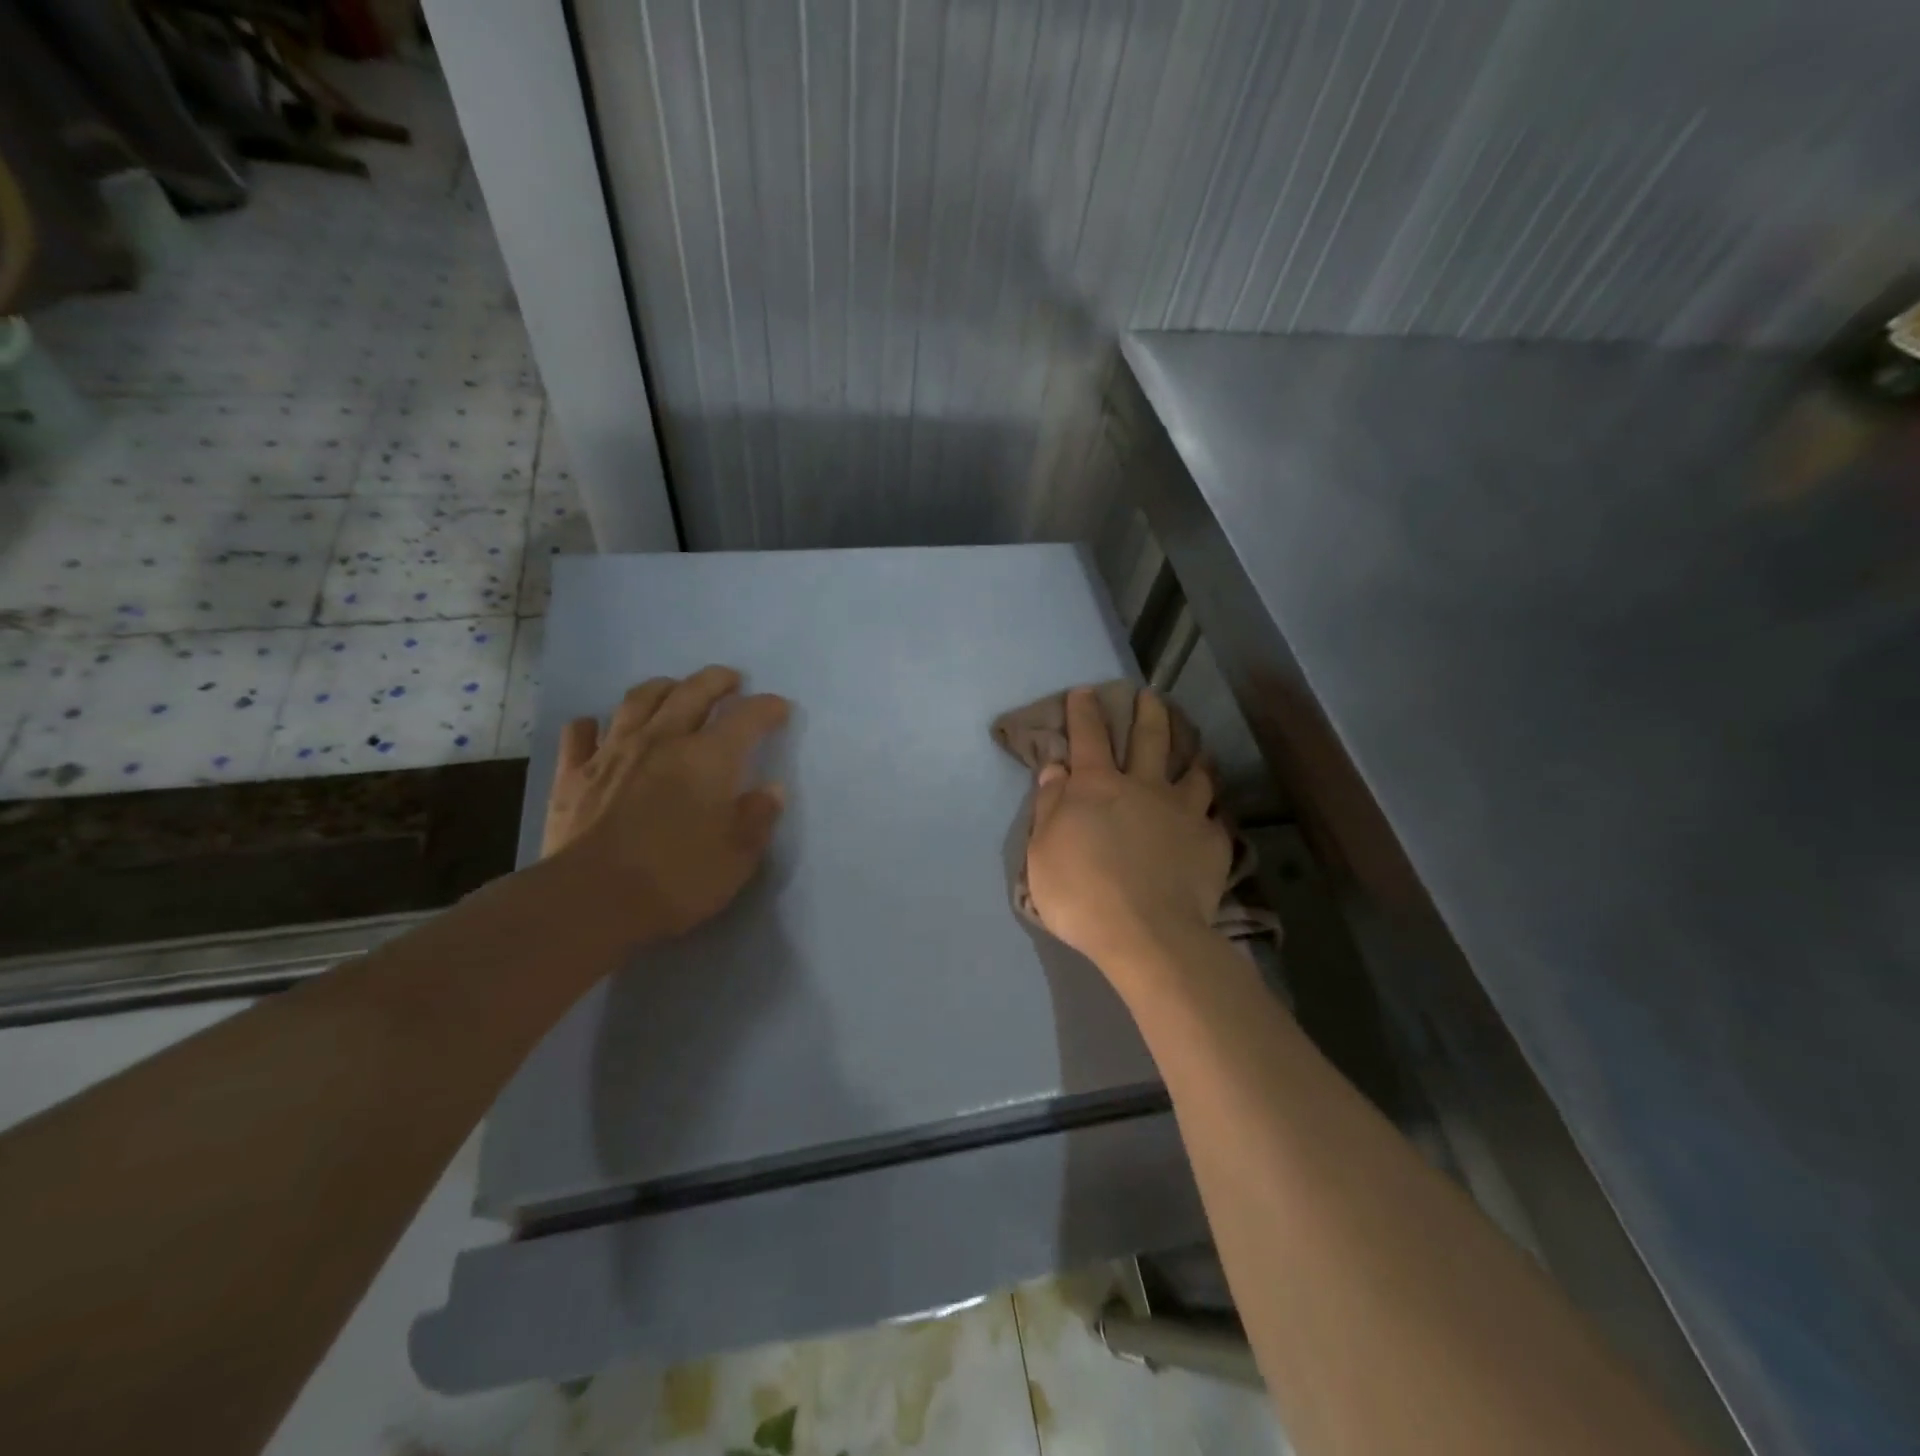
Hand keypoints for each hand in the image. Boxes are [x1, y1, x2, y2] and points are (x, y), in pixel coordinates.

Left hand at [542, 666, 788, 941]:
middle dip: (716, 680)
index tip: (780, 708)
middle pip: (692, 692)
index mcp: (708, 758)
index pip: (746, 717)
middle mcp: (662, 740)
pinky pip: (580, 734)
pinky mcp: (573, 774)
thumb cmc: (676, 879)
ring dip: (661, 688)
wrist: (589, 900)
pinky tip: (596, 727)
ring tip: (673, 689)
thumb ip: (757, 818)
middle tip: (730, 681)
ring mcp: (612, 752)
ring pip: (638, 701)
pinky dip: (592, 725)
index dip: (767, 708)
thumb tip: (772, 789)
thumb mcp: (737, 858)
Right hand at [1025, 687, 1231, 980]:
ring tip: (1197, 750)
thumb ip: (1049, 806)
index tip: (1086, 692)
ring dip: (1194, 755)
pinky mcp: (1212, 841)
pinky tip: (1213, 814)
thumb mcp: (1042, 851)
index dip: (1085, 711)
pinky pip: (1216, 816)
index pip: (1088, 736)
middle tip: (1150, 696)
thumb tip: (1055, 769)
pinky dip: (1212, 810)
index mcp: (1097, 786)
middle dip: (1148, 712)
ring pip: (1194, 771)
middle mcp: (1144, 787)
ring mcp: (1184, 811)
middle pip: (1150, 738)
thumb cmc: (1081, 893)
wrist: (1146, 934)